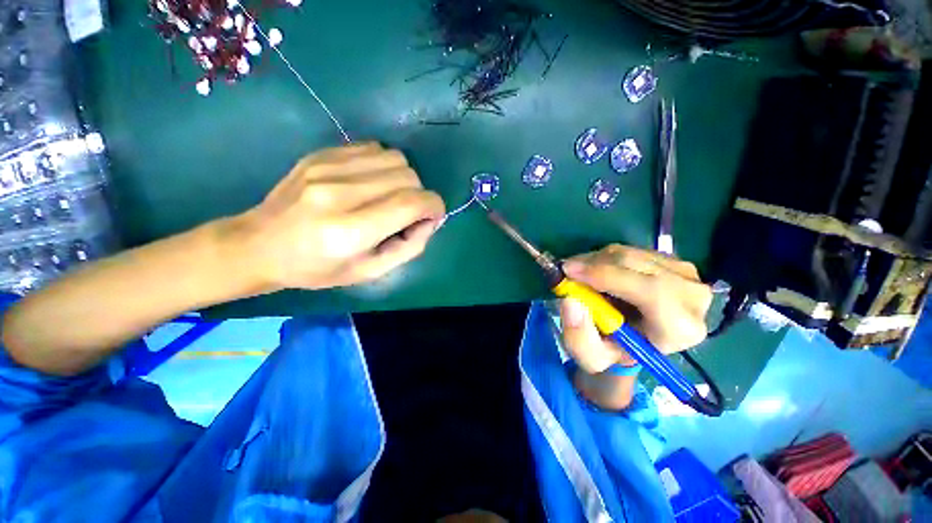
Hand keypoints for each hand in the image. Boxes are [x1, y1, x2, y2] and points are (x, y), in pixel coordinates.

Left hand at [229, 143, 445, 290]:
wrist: (260, 244)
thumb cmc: (317, 268)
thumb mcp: (370, 272)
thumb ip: (409, 247)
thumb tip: (430, 220)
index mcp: (350, 231)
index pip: (411, 203)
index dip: (434, 206)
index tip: (433, 216)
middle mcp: (338, 193)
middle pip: (407, 176)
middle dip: (419, 195)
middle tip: (407, 213)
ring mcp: (326, 167)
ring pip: (394, 157)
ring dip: (403, 179)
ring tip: (390, 197)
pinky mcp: (320, 154)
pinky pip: (373, 148)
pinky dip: (384, 165)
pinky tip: (372, 183)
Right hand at [558, 244, 711, 374]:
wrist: (635, 340)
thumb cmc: (615, 350)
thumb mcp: (591, 357)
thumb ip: (579, 337)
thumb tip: (570, 301)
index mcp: (680, 329)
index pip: (651, 292)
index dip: (607, 277)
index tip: (570, 273)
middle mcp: (692, 297)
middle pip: (637, 265)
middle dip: (594, 264)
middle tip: (566, 270)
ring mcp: (685, 274)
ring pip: (630, 254)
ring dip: (596, 260)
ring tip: (579, 275)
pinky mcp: (673, 260)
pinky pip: (631, 250)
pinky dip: (605, 257)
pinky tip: (596, 271)